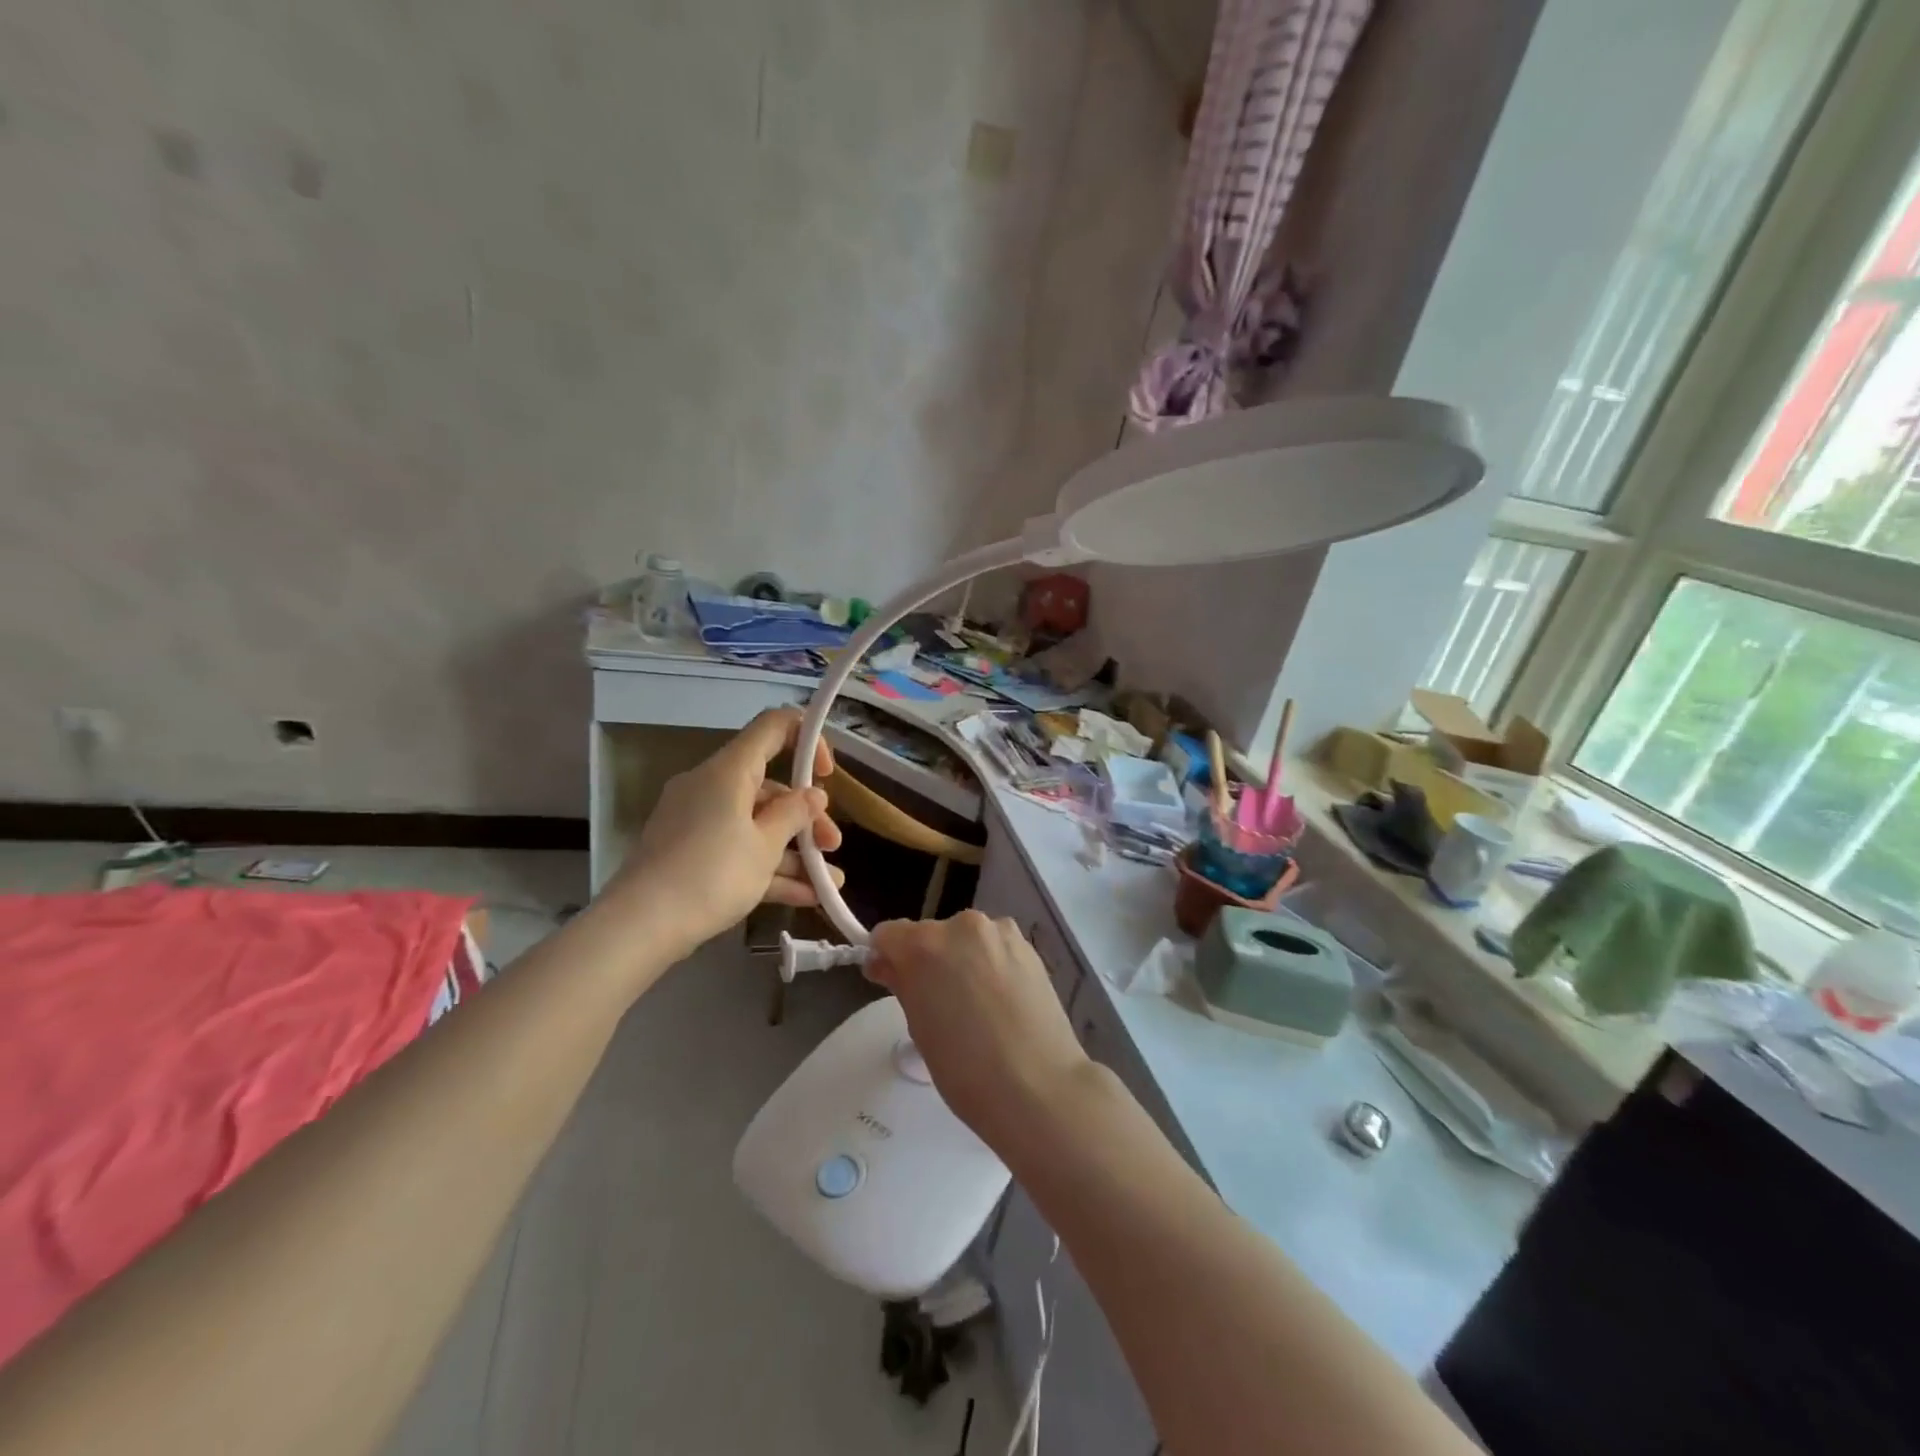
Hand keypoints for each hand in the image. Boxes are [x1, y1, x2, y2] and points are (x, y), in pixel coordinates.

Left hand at [616, 708, 843, 951]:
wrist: (640, 925)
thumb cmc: (711, 874)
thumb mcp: (765, 846)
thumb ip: (794, 814)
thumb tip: (813, 795)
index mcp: (729, 771)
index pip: (773, 727)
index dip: (807, 738)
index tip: (827, 774)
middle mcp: (711, 786)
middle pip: (770, 787)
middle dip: (807, 817)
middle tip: (832, 845)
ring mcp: (698, 820)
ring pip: (757, 824)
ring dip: (794, 851)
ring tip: (829, 883)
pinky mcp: (690, 852)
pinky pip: (737, 849)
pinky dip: (768, 868)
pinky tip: (805, 897)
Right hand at [866, 912, 1091, 1147]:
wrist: (1039, 1085)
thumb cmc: (966, 1068)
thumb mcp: (920, 1028)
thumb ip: (903, 985)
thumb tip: (889, 965)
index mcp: (925, 945)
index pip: (888, 934)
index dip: (885, 958)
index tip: (891, 984)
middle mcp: (962, 925)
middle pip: (930, 934)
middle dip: (926, 960)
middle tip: (937, 1004)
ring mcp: (1000, 932)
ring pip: (966, 939)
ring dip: (961, 960)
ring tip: (975, 1005)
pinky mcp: (1029, 946)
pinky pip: (995, 948)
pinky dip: (990, 964)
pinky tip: (1001, 1001)